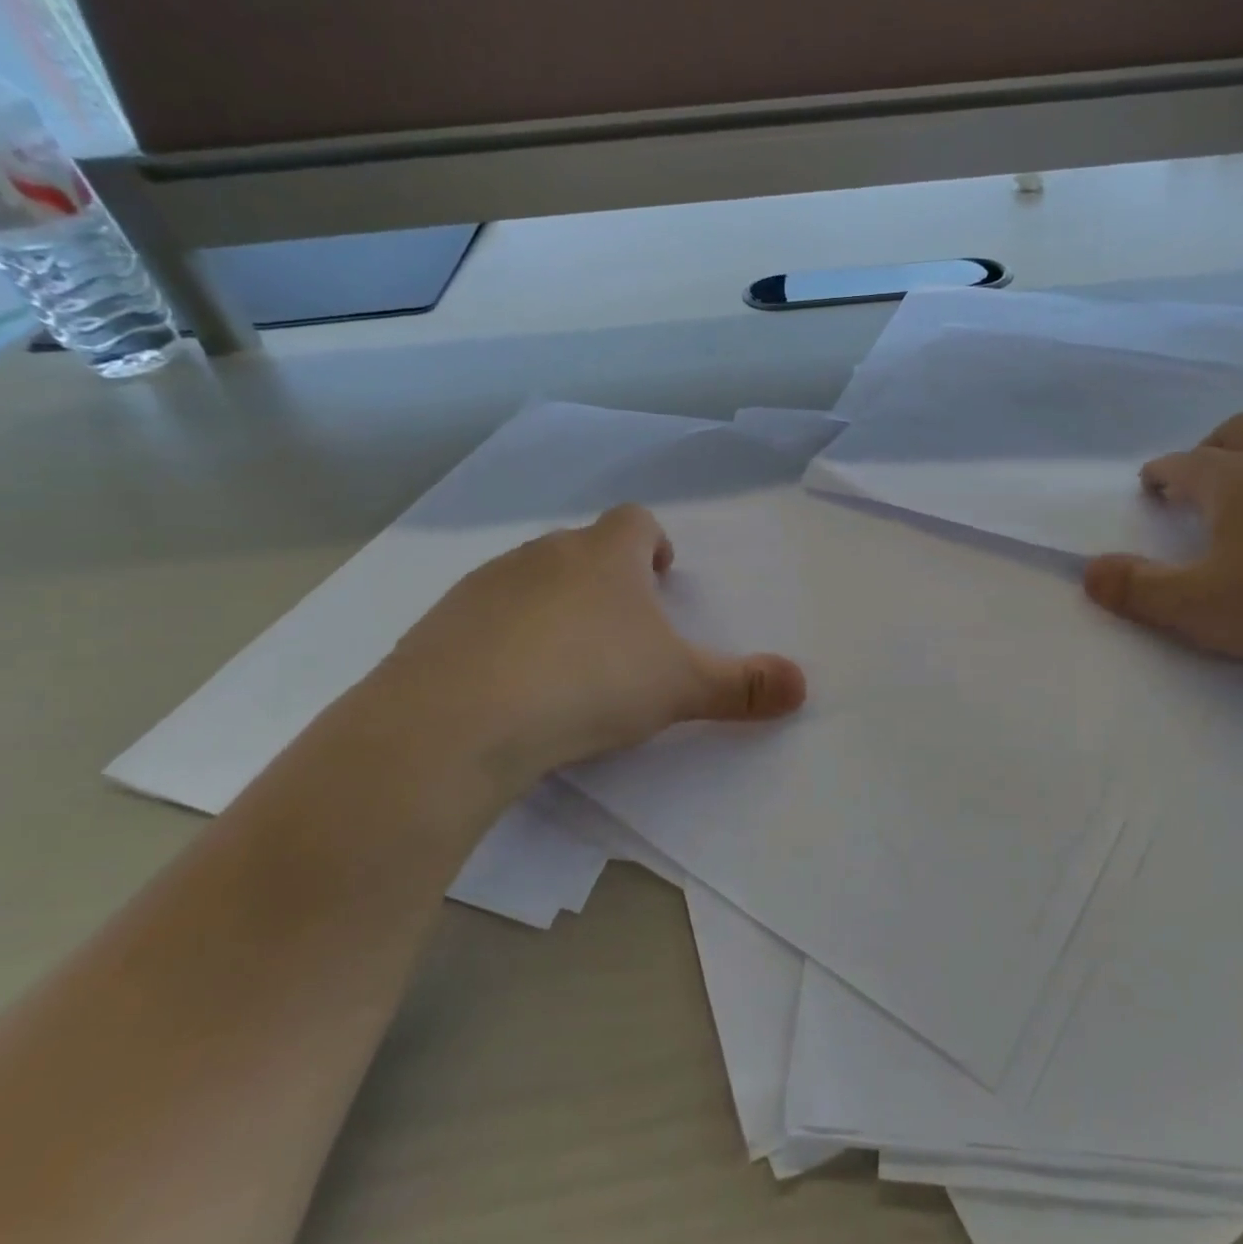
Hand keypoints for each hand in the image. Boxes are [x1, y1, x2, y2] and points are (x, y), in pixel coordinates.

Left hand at [370, 504, 805, 804]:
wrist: (458, 721)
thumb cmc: (589, 683)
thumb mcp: (679, 687)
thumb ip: (743, 685)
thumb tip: (803, 686)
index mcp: (606, 556)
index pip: (636, 521)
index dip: (655, 543)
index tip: (664, 579)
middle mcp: (544, 556)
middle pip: (584, 549)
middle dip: (608, 580)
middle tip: (625, 632)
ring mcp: (485, 587)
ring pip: (532, 581)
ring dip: (556, 608)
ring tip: (570, 665)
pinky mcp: (438, 625)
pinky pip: (484, 619)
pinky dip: (505, 640)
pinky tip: (512, 688)